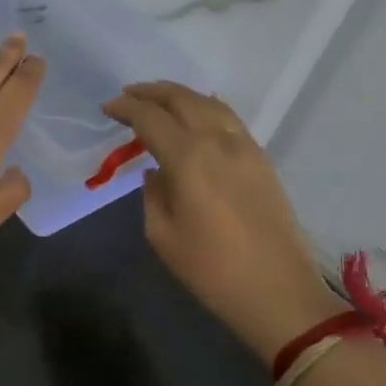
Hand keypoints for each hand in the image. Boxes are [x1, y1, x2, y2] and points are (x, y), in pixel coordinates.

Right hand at [103, 82, 343, 363]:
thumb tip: (157, 172)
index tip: (107, 108)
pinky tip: (196, 114)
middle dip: (152, 92)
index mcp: (189, 159)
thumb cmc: (211, 270)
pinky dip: (206, 107)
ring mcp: (246, 148)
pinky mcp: (262, 160)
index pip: (151, 118)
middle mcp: (219, 142)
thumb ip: (153, 194)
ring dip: (180, 95)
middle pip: (183, 99)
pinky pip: (230, 119)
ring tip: (159, 98)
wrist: (279, 293)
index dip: (126, 108)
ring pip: (210, 104)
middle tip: (128, 94)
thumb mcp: (162, 235)